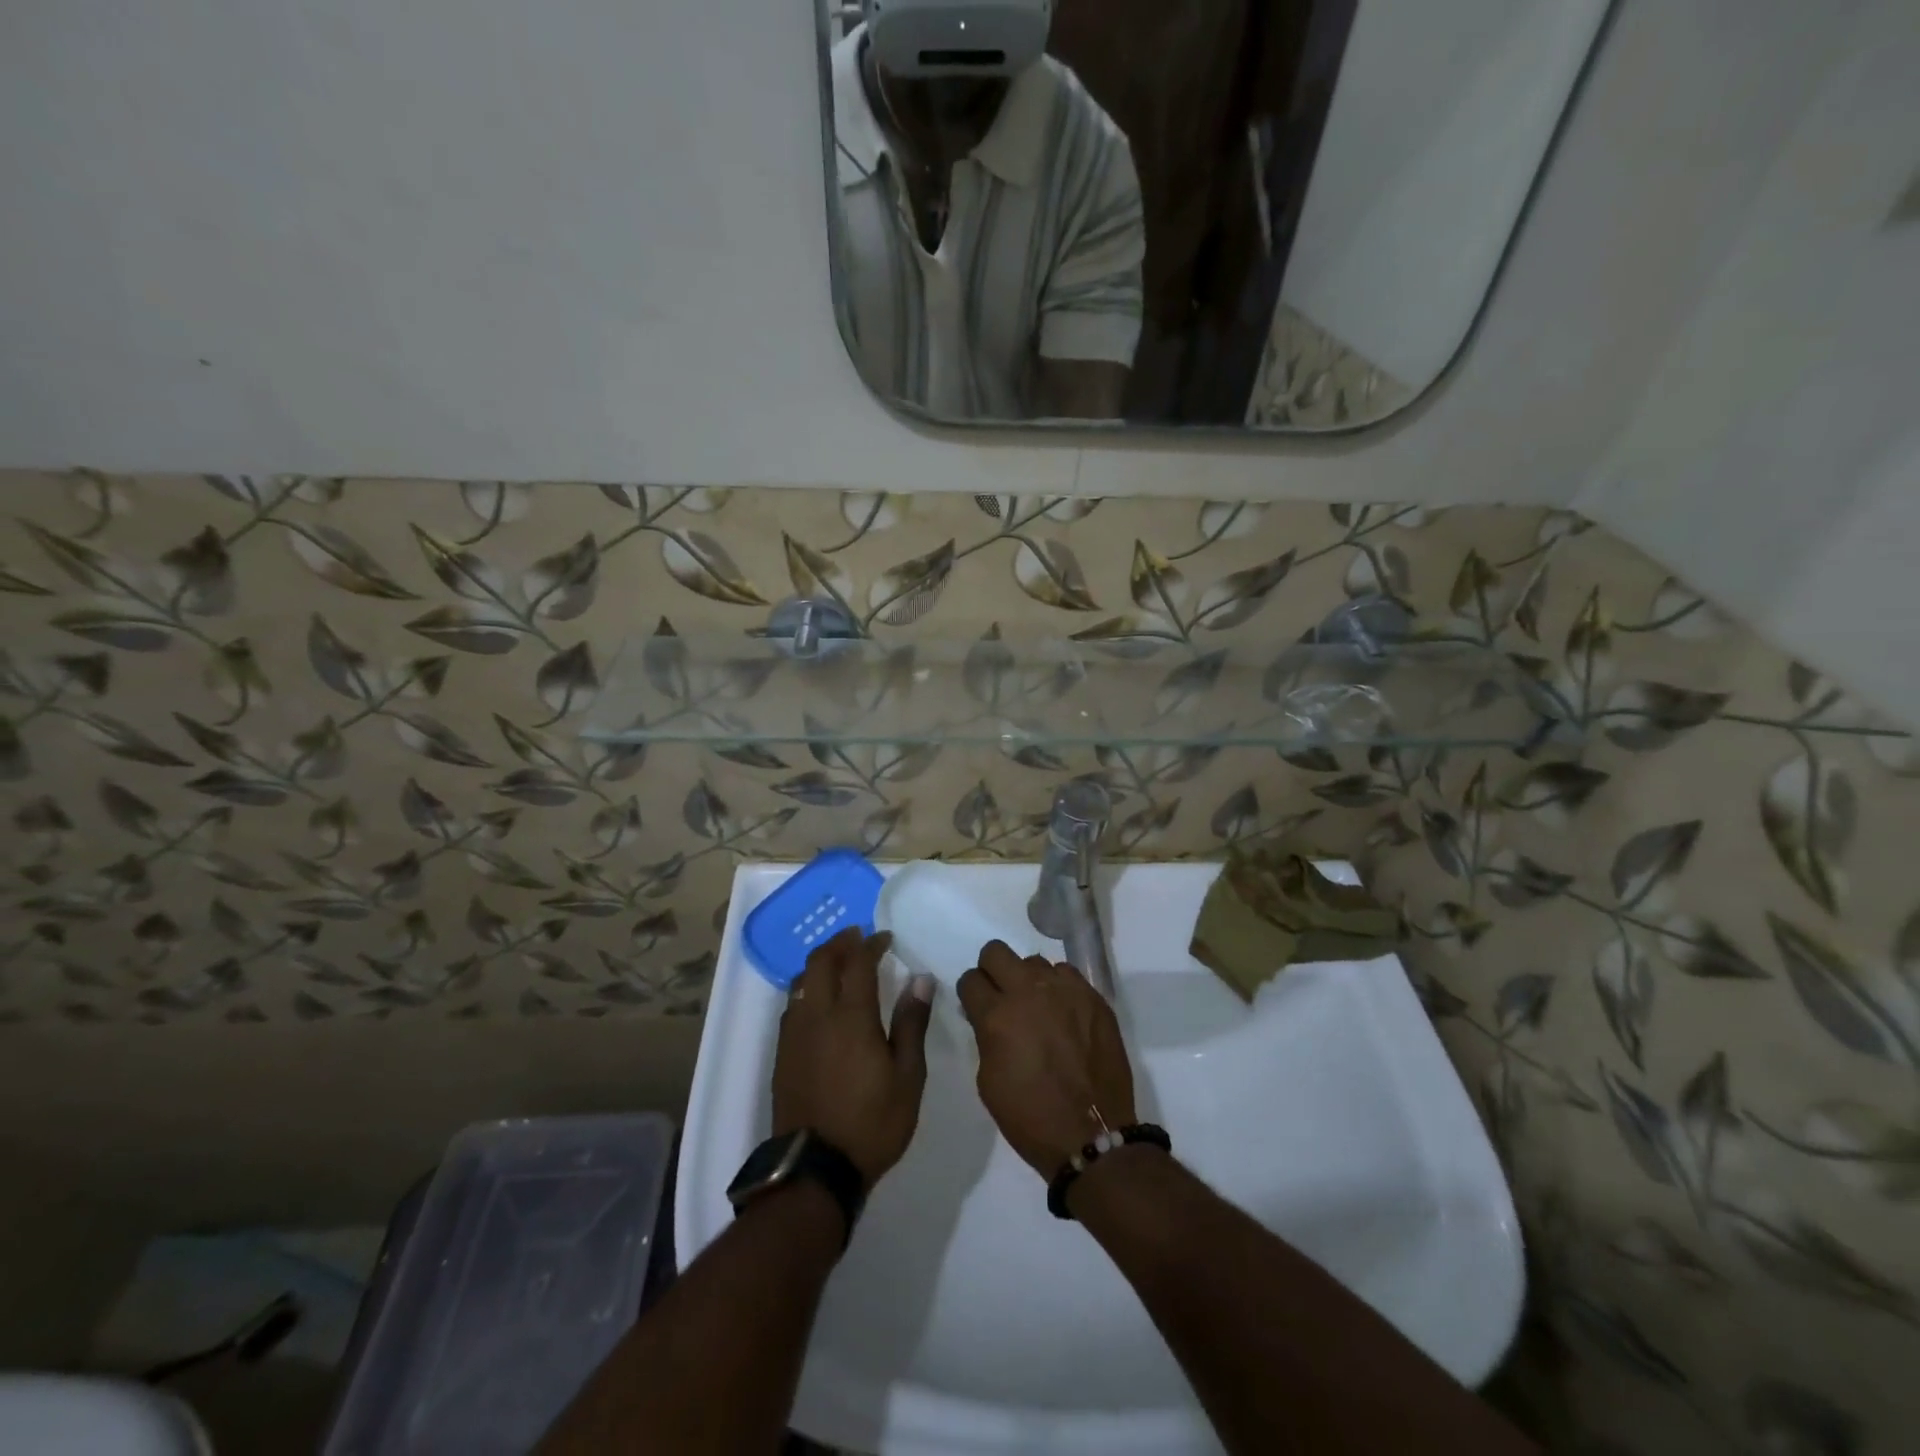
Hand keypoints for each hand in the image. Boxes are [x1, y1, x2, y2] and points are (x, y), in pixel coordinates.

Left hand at [773, 928, 933, 1188]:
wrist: (815, 1169)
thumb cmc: (872, 1123)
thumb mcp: (908, 1077)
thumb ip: (912, 1023)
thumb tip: (920, 979)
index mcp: (852, 1016)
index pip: (858, 962)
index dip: (871, 943)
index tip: (884, 937)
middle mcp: (818, 1015)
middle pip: (821, 961)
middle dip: (840, 942)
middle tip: (858, 938)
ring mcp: (795, 1033)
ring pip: (802, 980)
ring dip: (821, 962)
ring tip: (840, 963)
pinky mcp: (783, 1053)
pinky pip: (793, 1004)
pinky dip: (808, 987)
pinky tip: (820, 1001)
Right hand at [957, 940, 1136, 1178]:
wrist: (1091, 1135)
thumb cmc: (1030, 1116)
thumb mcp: (988, 1080)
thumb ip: (985, 1036)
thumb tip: (989, 1016)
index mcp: (997, 1015)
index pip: (970, 979)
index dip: (971, 993)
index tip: (977, 1006)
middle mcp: (1029, 991)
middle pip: (996, 951)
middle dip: (992, 970)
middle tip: (1001, 996)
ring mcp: (1065, 990)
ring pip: (1034, 961)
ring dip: (1029, 981)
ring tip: (1039, 1009)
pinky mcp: (1093, 996)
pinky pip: (1067, 975)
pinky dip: (1059, 989)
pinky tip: (1064, 1015)